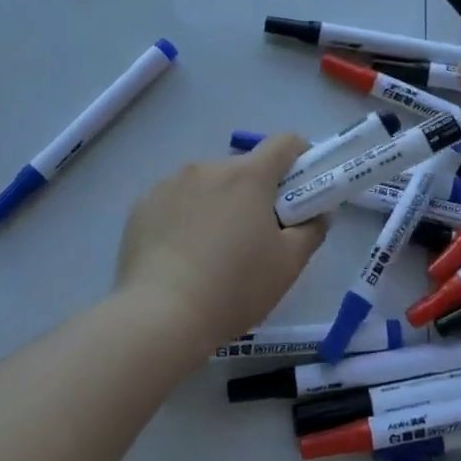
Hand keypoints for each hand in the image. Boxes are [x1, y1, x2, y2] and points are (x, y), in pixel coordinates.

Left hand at [114, 135, 328, 354]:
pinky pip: (175, 200)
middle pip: (243, 168)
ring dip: (218, 203)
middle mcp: (208, 167)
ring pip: (207, 184)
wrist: (159, 317)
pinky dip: (185, 216)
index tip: (299, 189)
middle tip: (255, 235)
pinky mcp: (143, 204)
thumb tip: (318, 213)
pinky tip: (181, 254)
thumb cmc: (234, 288)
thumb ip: (312, 230)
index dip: (299, 158)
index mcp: (248, 176)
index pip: (284, 143)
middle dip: (255, 192)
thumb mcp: (288, 265)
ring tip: (211, 250)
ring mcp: (170, 183)